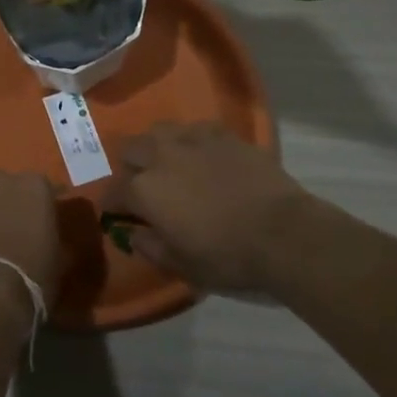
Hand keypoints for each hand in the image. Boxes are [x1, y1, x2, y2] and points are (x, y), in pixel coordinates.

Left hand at [0, 172, 62, 317]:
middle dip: (9, 204)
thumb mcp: (57, 262)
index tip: (43, 223)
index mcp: (34, 187)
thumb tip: (51, 238)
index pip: (43, 188)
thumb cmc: (29, 280)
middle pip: (7, 187)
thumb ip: (53, 239)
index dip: (42, 206)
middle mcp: (2, 178)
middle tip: (10, 231)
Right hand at [101, 122, 313, 292]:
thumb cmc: (228, 256)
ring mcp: (191, 139)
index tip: (117, 214)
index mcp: (144, 190)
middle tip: (145, 187)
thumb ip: (150, 248)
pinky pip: (195, 129)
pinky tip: (203, 156)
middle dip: (131, 167)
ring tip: (171, 164)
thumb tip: (133, 235)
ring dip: (157, 147)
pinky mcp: (221, 134)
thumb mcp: (183, 266)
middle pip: (130, 150)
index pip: (114, 191)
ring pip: (159, 131)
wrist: (283, 233)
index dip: (112, 204)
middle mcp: (160, 156)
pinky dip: (191, 142)